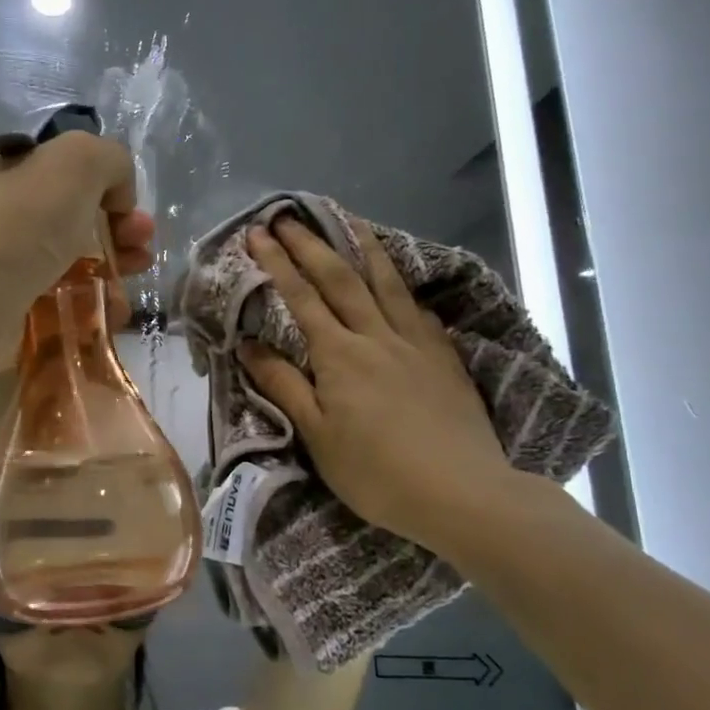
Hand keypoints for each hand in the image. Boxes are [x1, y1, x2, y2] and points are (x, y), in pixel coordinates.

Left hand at [0, 133, 154, 376]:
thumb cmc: (22, 221)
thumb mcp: (78, 159)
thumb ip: (111, 161)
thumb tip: (117, 198)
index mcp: (12, 171)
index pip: (70, 172)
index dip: (110, 189)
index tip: (131, 213)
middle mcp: (5, 216)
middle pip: (77, 220)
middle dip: (119, 233)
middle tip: (141, 251)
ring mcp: (8, 268)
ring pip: (73, 265)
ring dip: (113, 271)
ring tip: (132, 285)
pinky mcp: (13, 313)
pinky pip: (63, 307)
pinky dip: (93, 309)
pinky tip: (112, 314)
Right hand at [239, 219, 518, 550]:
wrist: (463, 493)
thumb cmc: (376, 472)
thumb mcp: (317, 435)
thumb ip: (283, 384)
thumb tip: (246, 345)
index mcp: (339, 356)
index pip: (301, 297)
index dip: (277, 262)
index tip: (258, 231)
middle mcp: (376, 337)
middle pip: (341, 278)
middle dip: (311, 244)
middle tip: (290, 216)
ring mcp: (416, 344)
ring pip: (387, 284)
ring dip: (364, 248)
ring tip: (350, 219)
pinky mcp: (445, 358)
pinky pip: (419, 311)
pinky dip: (403, 289)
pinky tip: (400, 284)